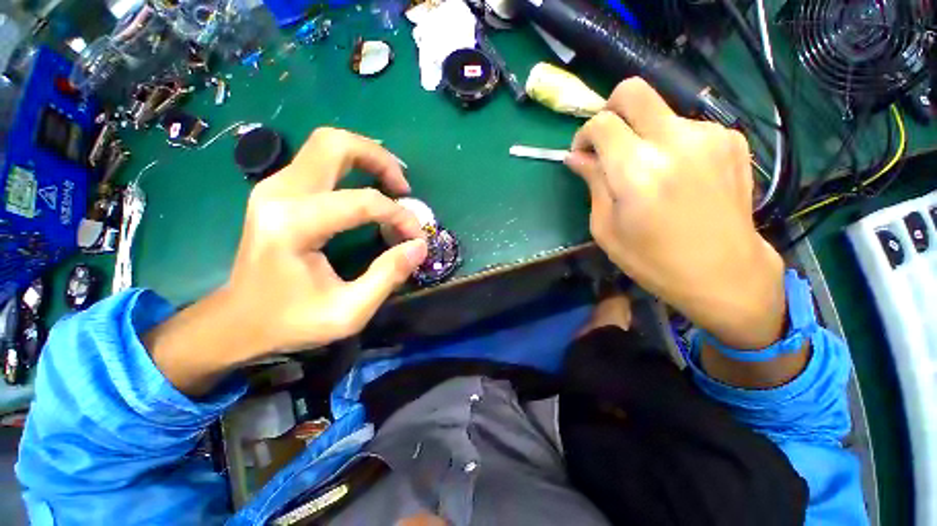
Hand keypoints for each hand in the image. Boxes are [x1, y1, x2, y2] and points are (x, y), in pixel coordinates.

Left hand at [226, 128, 427, 353]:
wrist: (236, 321)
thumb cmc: (290, 321)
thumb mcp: (348, 312)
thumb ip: (388, 276)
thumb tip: (419, 246)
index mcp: (294, 225)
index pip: (362, 202)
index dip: (399, 216)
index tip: (416, 237)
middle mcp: (279, 194)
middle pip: (335, 144)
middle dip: (380, 160)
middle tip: (403, 189)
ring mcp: (274, 187)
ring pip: (327, 145)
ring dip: (367, 158)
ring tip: (392, 185)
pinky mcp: (278, 191)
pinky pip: (320, 160)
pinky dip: (352, 166)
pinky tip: (369, 187)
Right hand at [565, 79, 785, 349]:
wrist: (724, 272)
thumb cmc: (653, 259)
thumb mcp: (606, 228)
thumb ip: (592, 184)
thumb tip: (576, 157)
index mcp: (638, 171)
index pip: (601, 123)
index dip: (584, 134)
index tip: (583, 153)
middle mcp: (675, 141)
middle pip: (633, 92)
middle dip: (610, 110)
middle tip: (607, 142)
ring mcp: (709, 135)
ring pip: (659, 110)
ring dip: (642, 133)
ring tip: (646, 170)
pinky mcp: (730, 139)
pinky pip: (685, 126)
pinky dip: (669, 142)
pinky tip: (675, 172)